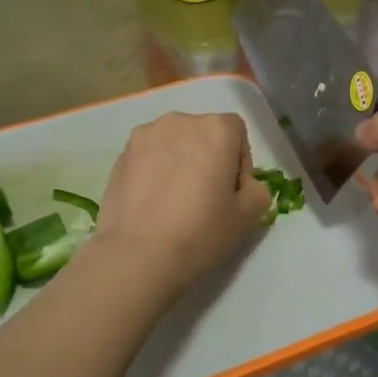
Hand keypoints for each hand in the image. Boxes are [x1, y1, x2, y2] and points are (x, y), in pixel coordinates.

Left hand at [89, 112, 273, 289]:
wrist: (137, 255)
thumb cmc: (200, 231)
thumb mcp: (249, 216)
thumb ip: (257, 190)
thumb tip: (243, 185)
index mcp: (215, 128)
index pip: (237, 132)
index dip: (240, 162)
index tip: (233, 192)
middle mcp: (179, 121)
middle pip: (203, 134)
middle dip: (209, 158)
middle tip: (206, 198)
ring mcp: (144, 136)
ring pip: (173, 144)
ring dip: (180, 162)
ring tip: (176, 201)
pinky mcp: (120, 156)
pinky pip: (148, 157)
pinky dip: (155, 172)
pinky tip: (153, 204)